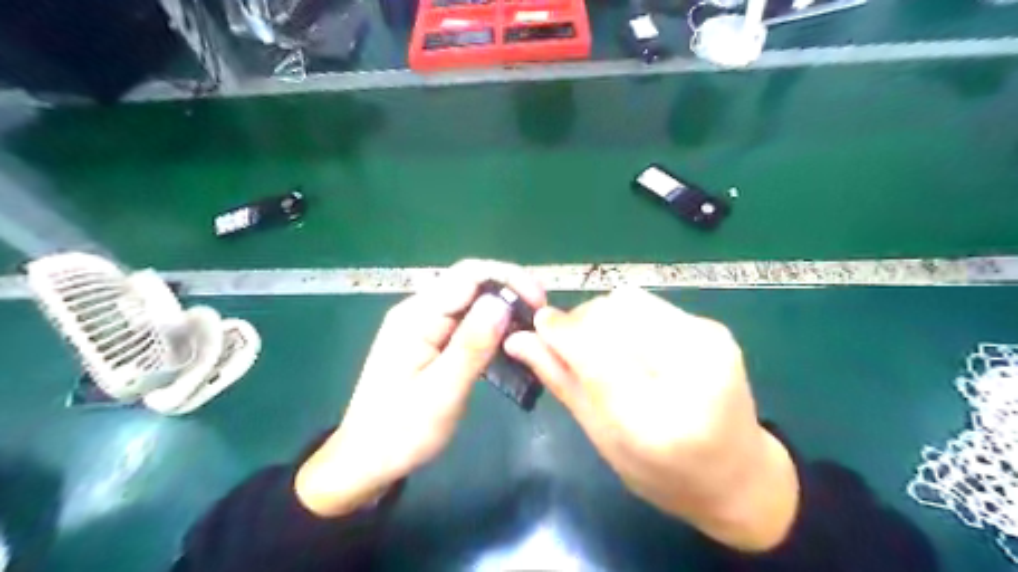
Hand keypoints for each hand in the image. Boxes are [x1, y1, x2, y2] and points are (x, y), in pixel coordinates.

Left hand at [297, 259, 547, 518]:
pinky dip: (492, 327)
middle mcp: (419, 311)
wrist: (367, 460)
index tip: (540, 302)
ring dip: (503, 309)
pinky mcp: (431, 341)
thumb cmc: (401, 432)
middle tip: (542, 316)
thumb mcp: (441, 392)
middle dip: (510, 291)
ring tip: (533, 328)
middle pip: (471, 283)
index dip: (508, 279)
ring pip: (471, 303)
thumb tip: (502, 302)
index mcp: (416, 316)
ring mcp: (424, 326)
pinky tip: (510, 341)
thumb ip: (470, 346)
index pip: (468, 276)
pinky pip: (467, 323)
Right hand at [504, 288, 798, 552]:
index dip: (560, 331)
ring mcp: (709, 344)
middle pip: (611, 315)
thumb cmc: (661, 473)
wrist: (738, 475)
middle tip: (569, 345)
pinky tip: (631, 344)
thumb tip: (518, 340)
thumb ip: (562, 382)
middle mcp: (691, 373)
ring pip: (628, 300)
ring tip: (601, 346)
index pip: (596, 354)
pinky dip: (625, 318)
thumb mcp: (602, 437)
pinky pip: (649, 304)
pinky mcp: (714, 329)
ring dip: (601, 316)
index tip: (536, 324)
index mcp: (657, 421)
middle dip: (579, 322)